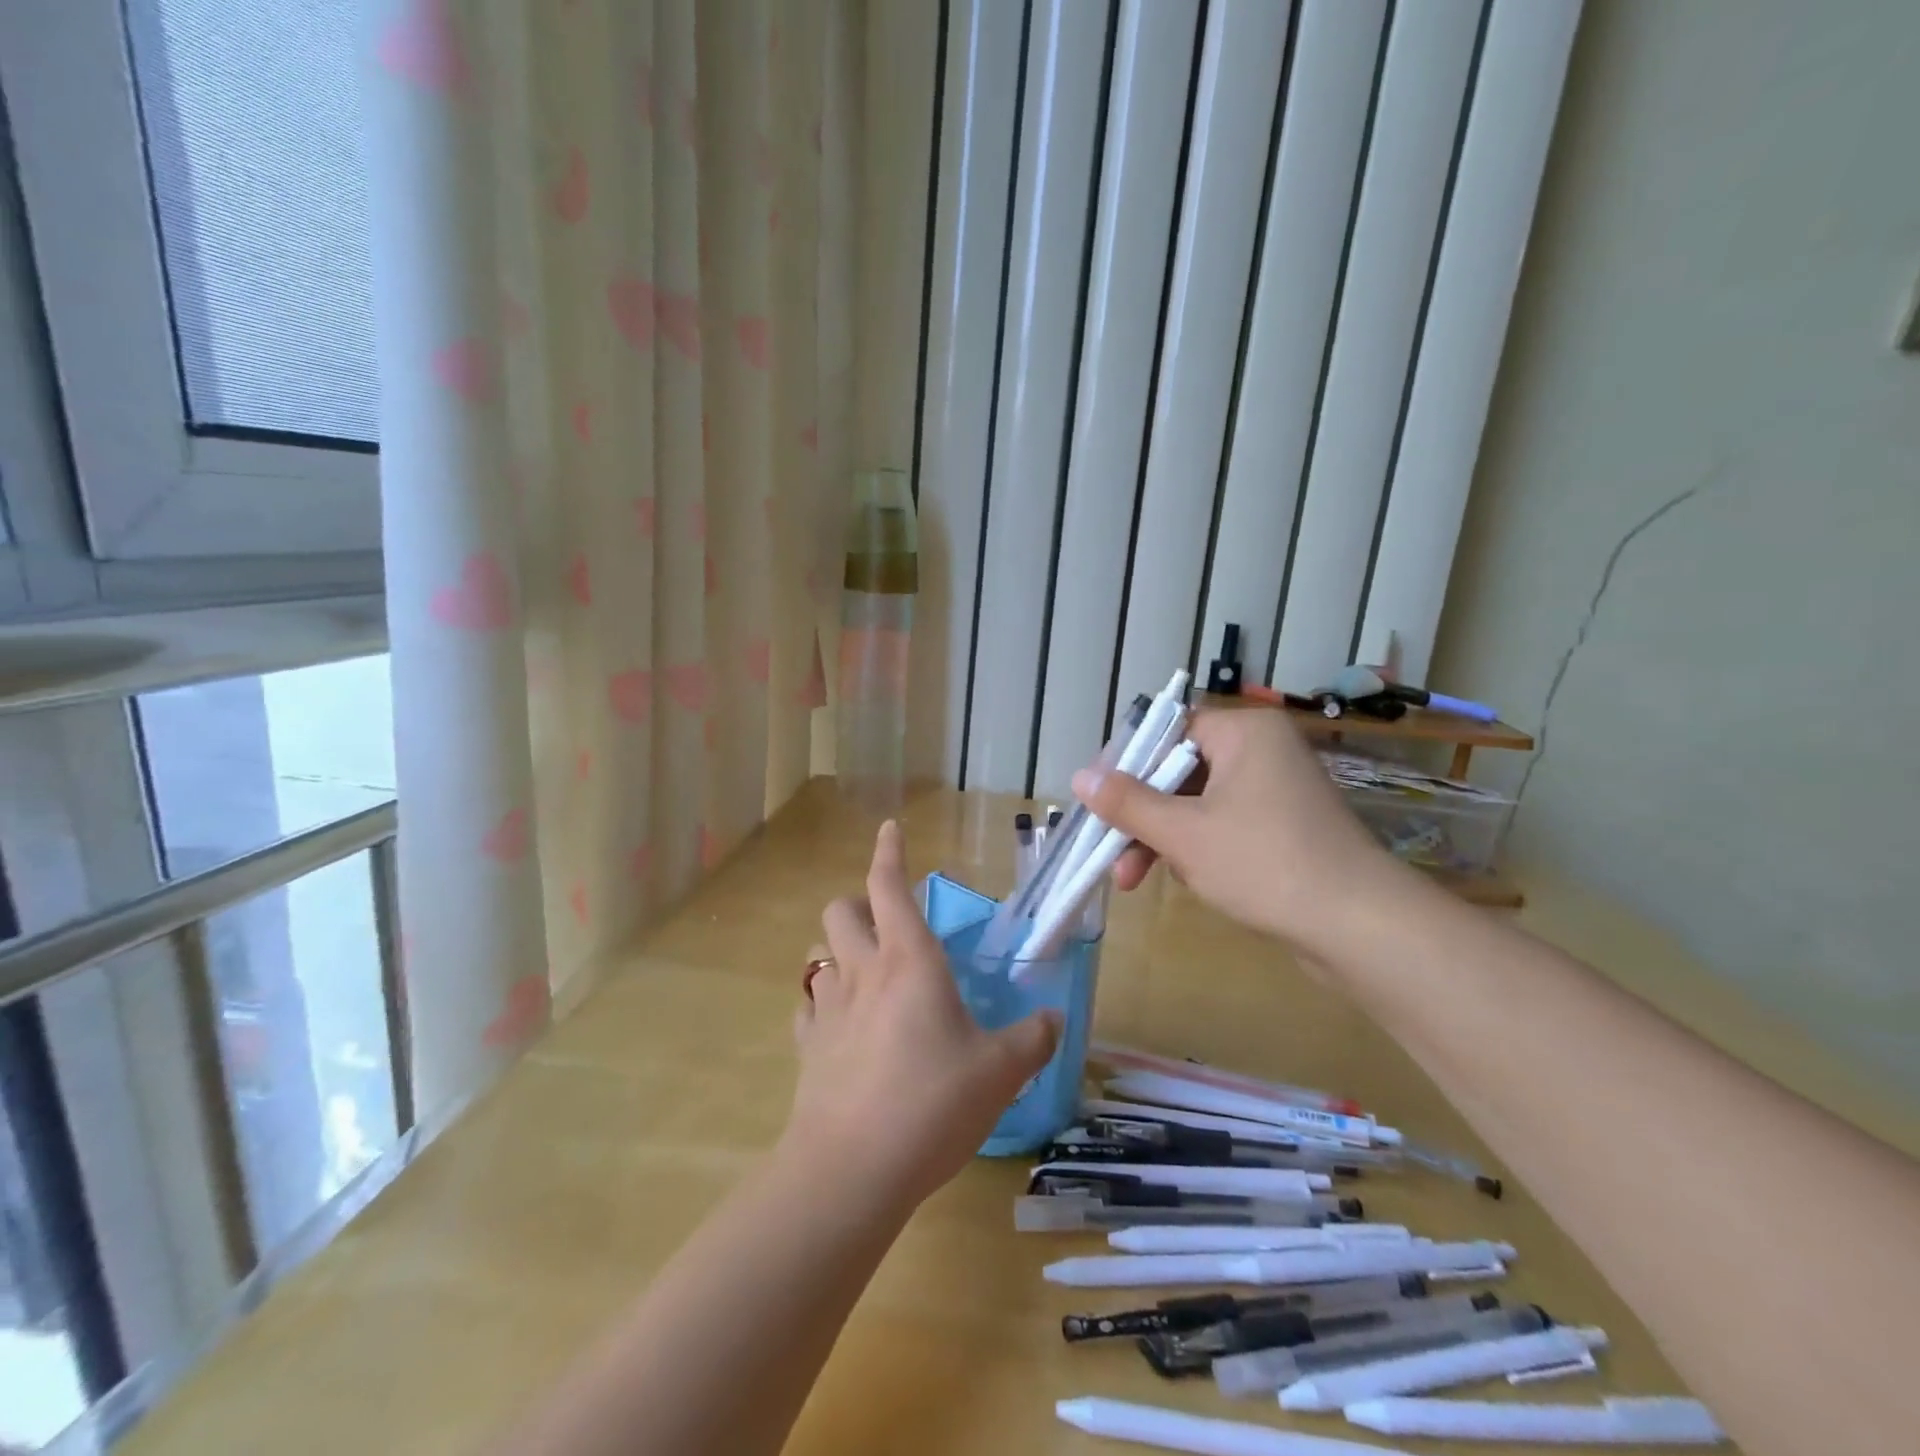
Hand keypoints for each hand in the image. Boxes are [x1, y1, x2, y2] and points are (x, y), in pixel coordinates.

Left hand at [786, 821, 1060, 1213]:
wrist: (851, 1170)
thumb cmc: (932, 1103)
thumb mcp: (1000, 1072)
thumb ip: (1032, 1039)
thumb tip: (1054, 1019)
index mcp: (910, 960)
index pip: (889, 886)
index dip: (889, 852)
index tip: (890, 828)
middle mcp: (863, 972)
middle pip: (840, 910)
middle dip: (859, 903)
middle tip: (886, 922)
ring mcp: (827, 1009)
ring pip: (819, 954)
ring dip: (837, 950)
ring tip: (864, 971)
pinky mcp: (807, 1048)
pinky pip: (808, 1007)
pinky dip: (823, 1002)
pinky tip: (842, 1026)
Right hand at [1077, 708, 1409, 951]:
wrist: (1359, 927)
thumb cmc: (1264, 864)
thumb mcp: (1183, 833)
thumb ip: (1127, 803)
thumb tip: (1080, 777)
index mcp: (1244, 732)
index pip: (1167, 731)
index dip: (1125, 764)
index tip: (1094, 799)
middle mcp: (1262, 750)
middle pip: (1178, 771)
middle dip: (1141, 815)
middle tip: (1109, 853)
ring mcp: (1275, 790)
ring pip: (1197, 803)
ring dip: (1163, 838)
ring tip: (1135, 880)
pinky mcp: (1283, 826)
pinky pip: (1223, 824)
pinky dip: (1196, 848)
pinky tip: (1186, 880)